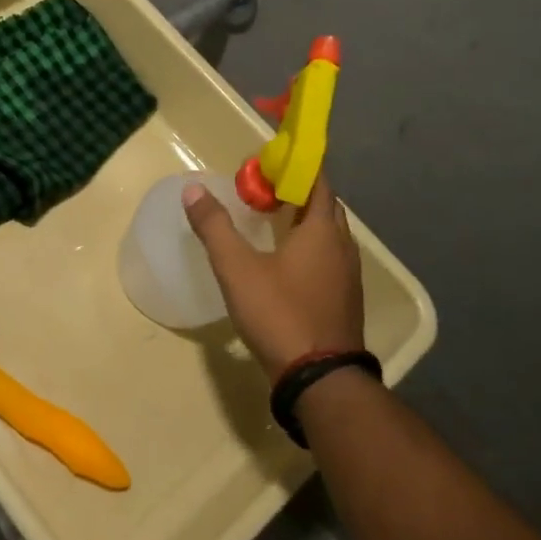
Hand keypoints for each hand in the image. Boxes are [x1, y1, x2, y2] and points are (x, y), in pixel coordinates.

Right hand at [182, 176, 364, 379]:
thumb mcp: (237, 268)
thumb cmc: (279, 313)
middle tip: (264, 190)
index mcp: (321, 230)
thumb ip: (214, 227)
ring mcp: (348, 275)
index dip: (296, 166)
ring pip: (328, 234)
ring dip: (304, 220)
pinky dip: (309, 246)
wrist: (319, 378)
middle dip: (298, 191)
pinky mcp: (344, 299)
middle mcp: (342, 246)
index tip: (268, 161)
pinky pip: (328, 257)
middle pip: (324, 205)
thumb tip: (192, 190)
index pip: (317, 181)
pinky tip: (285, 262)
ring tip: (271, 220)